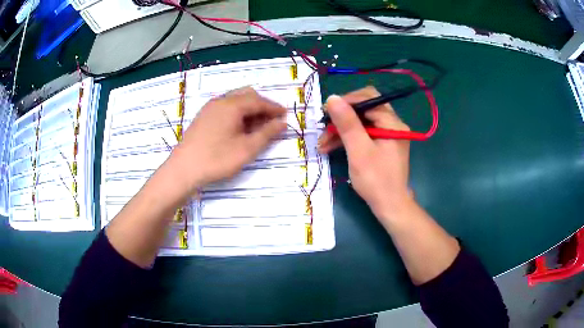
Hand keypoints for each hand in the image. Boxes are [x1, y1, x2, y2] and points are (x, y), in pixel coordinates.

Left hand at [169, 87, 285, 193]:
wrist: (183, 169)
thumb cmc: (217, 159)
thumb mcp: (247, 149)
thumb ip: (267, 134)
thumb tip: (282, 123)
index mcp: (232, 105)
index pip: (259, 101)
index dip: (274, 108)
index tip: (286, 115)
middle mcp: (221, 101)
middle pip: (247, 96)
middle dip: (262, 106)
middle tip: (272, 122)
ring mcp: (210, 108)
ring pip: (235, 101)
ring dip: (250, 109)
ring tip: (257, 127)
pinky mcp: (203, 116)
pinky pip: (225, 108)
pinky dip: (237, 113)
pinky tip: (239, 128)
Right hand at [318, 86, 412, 219]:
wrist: (390, 206)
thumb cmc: (376, 180)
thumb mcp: (359, 150)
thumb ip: (347, 123)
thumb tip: (332, 98)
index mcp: (392, 123)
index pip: (369, 98)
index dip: (347, 102)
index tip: (327, 112)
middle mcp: (393, 125)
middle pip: (365, 109)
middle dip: (342, 117)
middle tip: (324, 128)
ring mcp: (388, 135)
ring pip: (361, 122)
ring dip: (342, 130)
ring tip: (322, 143)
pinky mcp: (382, 145)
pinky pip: (363, 134)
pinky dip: (348, 139)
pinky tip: (331, 147)